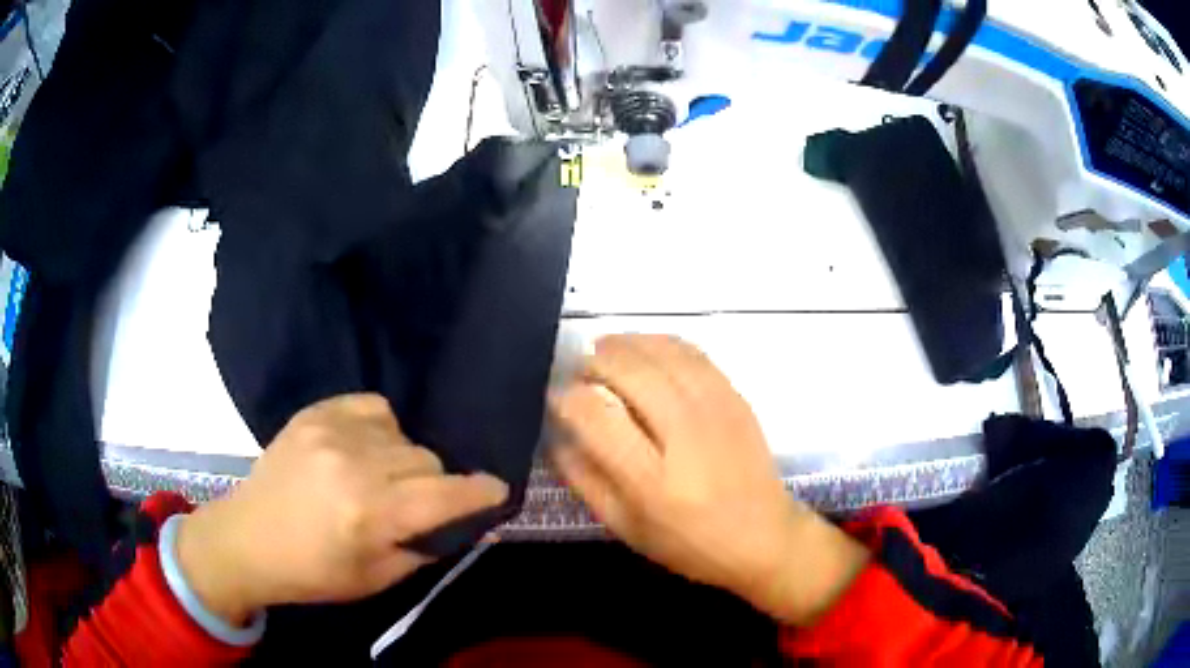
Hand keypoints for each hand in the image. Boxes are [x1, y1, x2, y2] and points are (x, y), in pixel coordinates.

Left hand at [176, 394, 507, 625]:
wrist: (249, 538)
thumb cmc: (314, 571)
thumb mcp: (377, 579)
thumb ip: (424, 547)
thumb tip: (462, 521)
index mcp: (369, 514)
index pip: (444, 494)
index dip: (480, 491)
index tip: (497, 490)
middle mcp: (354, 465)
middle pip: (427, 459)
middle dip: (434, 483)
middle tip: (414, 502)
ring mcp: (332, 431)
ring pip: (404, 434)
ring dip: (405, 457)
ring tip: (382, 476)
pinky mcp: (315, 412)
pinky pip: (374, 407)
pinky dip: (382, 428)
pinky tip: (365, 448)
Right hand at [550, 335, 867, 625]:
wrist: (764, 536)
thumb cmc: (689, 543)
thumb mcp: (626, 527)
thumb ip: (585, 481)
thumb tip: (557, 436)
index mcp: (652, 480)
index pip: (597, 417)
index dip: (567, 398)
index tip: (556, 397)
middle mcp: (685, 435)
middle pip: (630, 372)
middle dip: (594, 362)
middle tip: (579, 371)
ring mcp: (716, 410)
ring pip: (662, 353)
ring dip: (625, 344)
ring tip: (604, 351)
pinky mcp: (736, 397)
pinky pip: (693, 352)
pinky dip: (660, 342)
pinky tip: (645, 350)